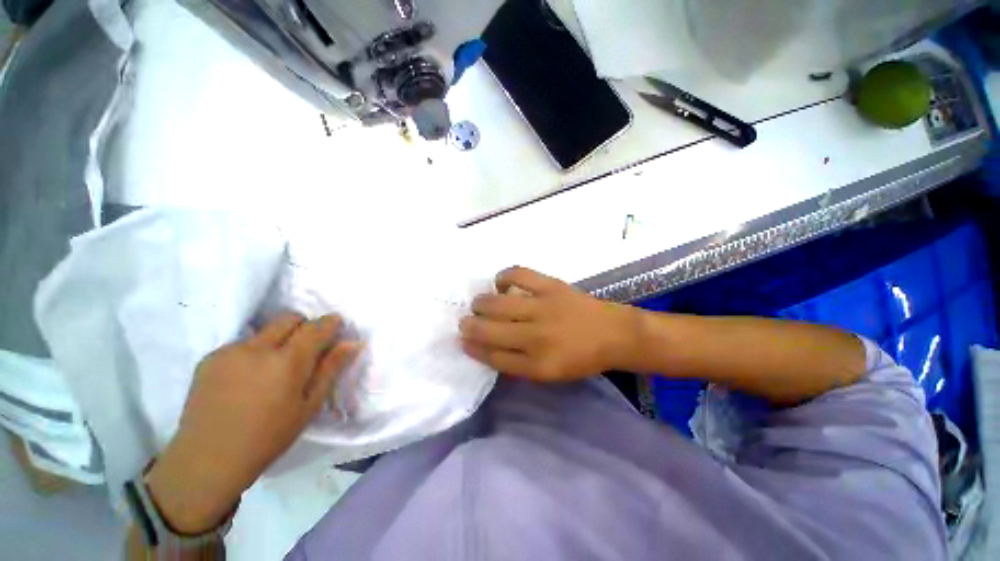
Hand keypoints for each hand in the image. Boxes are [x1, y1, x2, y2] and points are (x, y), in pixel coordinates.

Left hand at [145, 313, 359, 534]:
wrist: (208, 460)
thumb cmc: (269, 437)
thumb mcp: (309, 406)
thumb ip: (330, 369)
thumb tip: (351, 342)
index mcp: (287, 362)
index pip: (316, 327)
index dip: (330, 322)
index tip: (336, 325)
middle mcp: (258, 348)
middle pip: (289, 318)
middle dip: (304, 326)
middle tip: (306, 349)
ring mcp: (230, 351)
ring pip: (265, 331)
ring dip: (278, 340)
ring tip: (271, 369)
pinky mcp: (210, 358)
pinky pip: (242, 344)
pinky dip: (253, 352)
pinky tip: (247, 378)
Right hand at [460, 267, 639, 381]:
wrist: (614, 333)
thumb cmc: (581, 358)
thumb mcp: (550, 374)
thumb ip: (518, 364)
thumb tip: (488, 348)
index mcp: (537, 365)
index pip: (493, 357)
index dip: (473, 348)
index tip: (463, 341)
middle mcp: (536, 337)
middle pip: (489, 330)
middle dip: (469, 325)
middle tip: (465, 320)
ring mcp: (543, 308)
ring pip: (497, 304)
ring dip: (480, 303)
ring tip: (478, 303)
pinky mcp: (551, 286)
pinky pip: (518, 275)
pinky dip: (503, 277)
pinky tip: (500, 283)